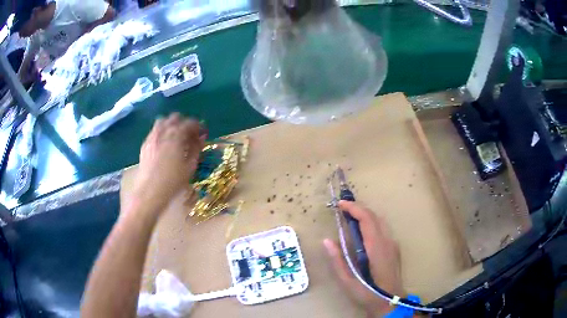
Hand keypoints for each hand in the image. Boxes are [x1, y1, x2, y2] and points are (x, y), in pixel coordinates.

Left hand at [132, 113, 204, 214]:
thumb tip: (201, 138)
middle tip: (190, 135)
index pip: (190, 123)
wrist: (149, 192)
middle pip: (175, 118)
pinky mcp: (145, 144)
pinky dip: (162, 132)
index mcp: (176, 134)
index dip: (199, 127)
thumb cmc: (172, 181)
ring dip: (171, 125)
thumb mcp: (189, 166)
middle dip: (184, 123)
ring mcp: (152, 136)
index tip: (203, 134)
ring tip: (176, 138)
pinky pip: (154, 131)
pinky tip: (165, 145)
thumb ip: (196, 149)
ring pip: (163, 121)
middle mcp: (163, 131)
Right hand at [324, 201, 403, 316]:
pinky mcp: (394, 248)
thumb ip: (337, 260)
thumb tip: (327, 241)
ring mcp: (393, 244)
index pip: (367, 219)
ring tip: (350, 217)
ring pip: (380, 221)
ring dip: (365, 214)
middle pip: (374, 216)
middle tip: (342, 209)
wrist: (391, 302)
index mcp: (376, 247)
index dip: (354, 208)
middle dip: (359, 208)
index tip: (340, 204)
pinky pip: (382, 229)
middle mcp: (387, 241)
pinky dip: (371, 223)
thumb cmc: (368, 293)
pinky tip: (362, 232)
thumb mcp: (348, 281)